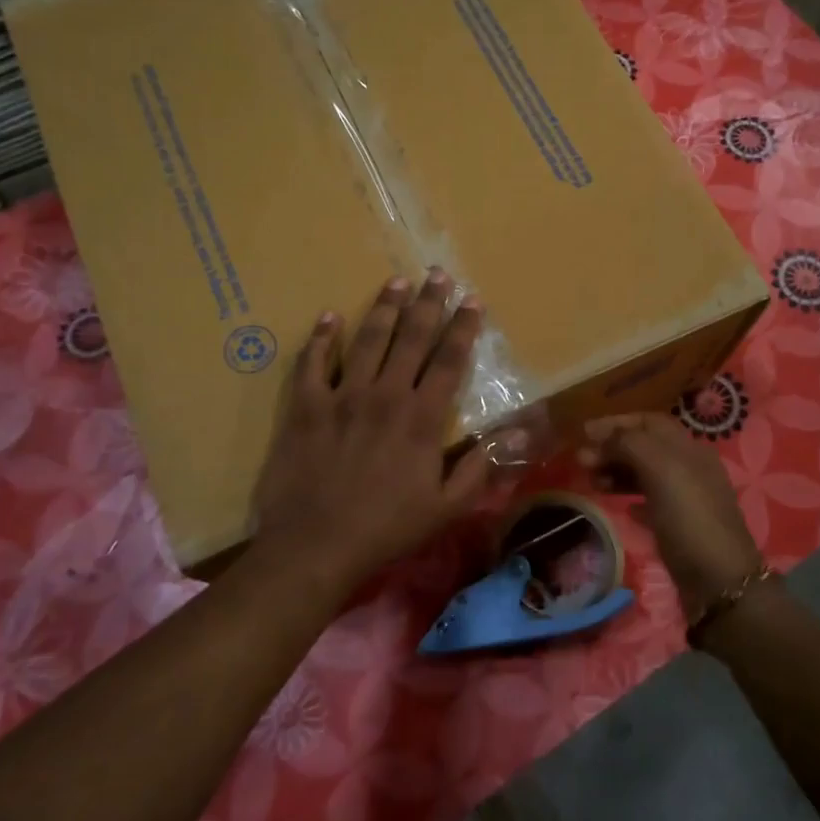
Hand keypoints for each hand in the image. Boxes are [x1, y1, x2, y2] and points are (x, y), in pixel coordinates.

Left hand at [252, 270, 502, 591]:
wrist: (315, 546)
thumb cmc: (386, 529)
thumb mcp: (446, 507)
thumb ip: (479, 467)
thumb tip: (514, 434)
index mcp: (421, 417)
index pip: (449, 360)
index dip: (463, 327)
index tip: (472, 300)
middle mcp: (385, 395)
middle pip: (411, 338)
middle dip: (428, 303)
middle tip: (437, 274)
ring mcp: (342, 396)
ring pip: (367, 340)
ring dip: (384, 308)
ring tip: (396, 282)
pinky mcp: (305, 406)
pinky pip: (312, 363)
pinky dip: (320, 338)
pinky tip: (328, 316)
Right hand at [577, 412, 762, 618]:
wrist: (720, 583)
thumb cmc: (690, 519)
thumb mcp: (661, 470)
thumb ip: (631, 444)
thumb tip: (602, 436)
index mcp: (689, 449)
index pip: (649, 422)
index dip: (616, 422)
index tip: (584, 433)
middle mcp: (691, 468)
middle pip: (646, 447)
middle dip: (612, 448)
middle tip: (580, 461)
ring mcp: (687, 499)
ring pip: (646, 474)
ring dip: (617, 472)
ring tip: (592, 482)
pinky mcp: (681, 527)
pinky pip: (651, 503)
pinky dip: (631, 498)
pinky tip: (620, 507)